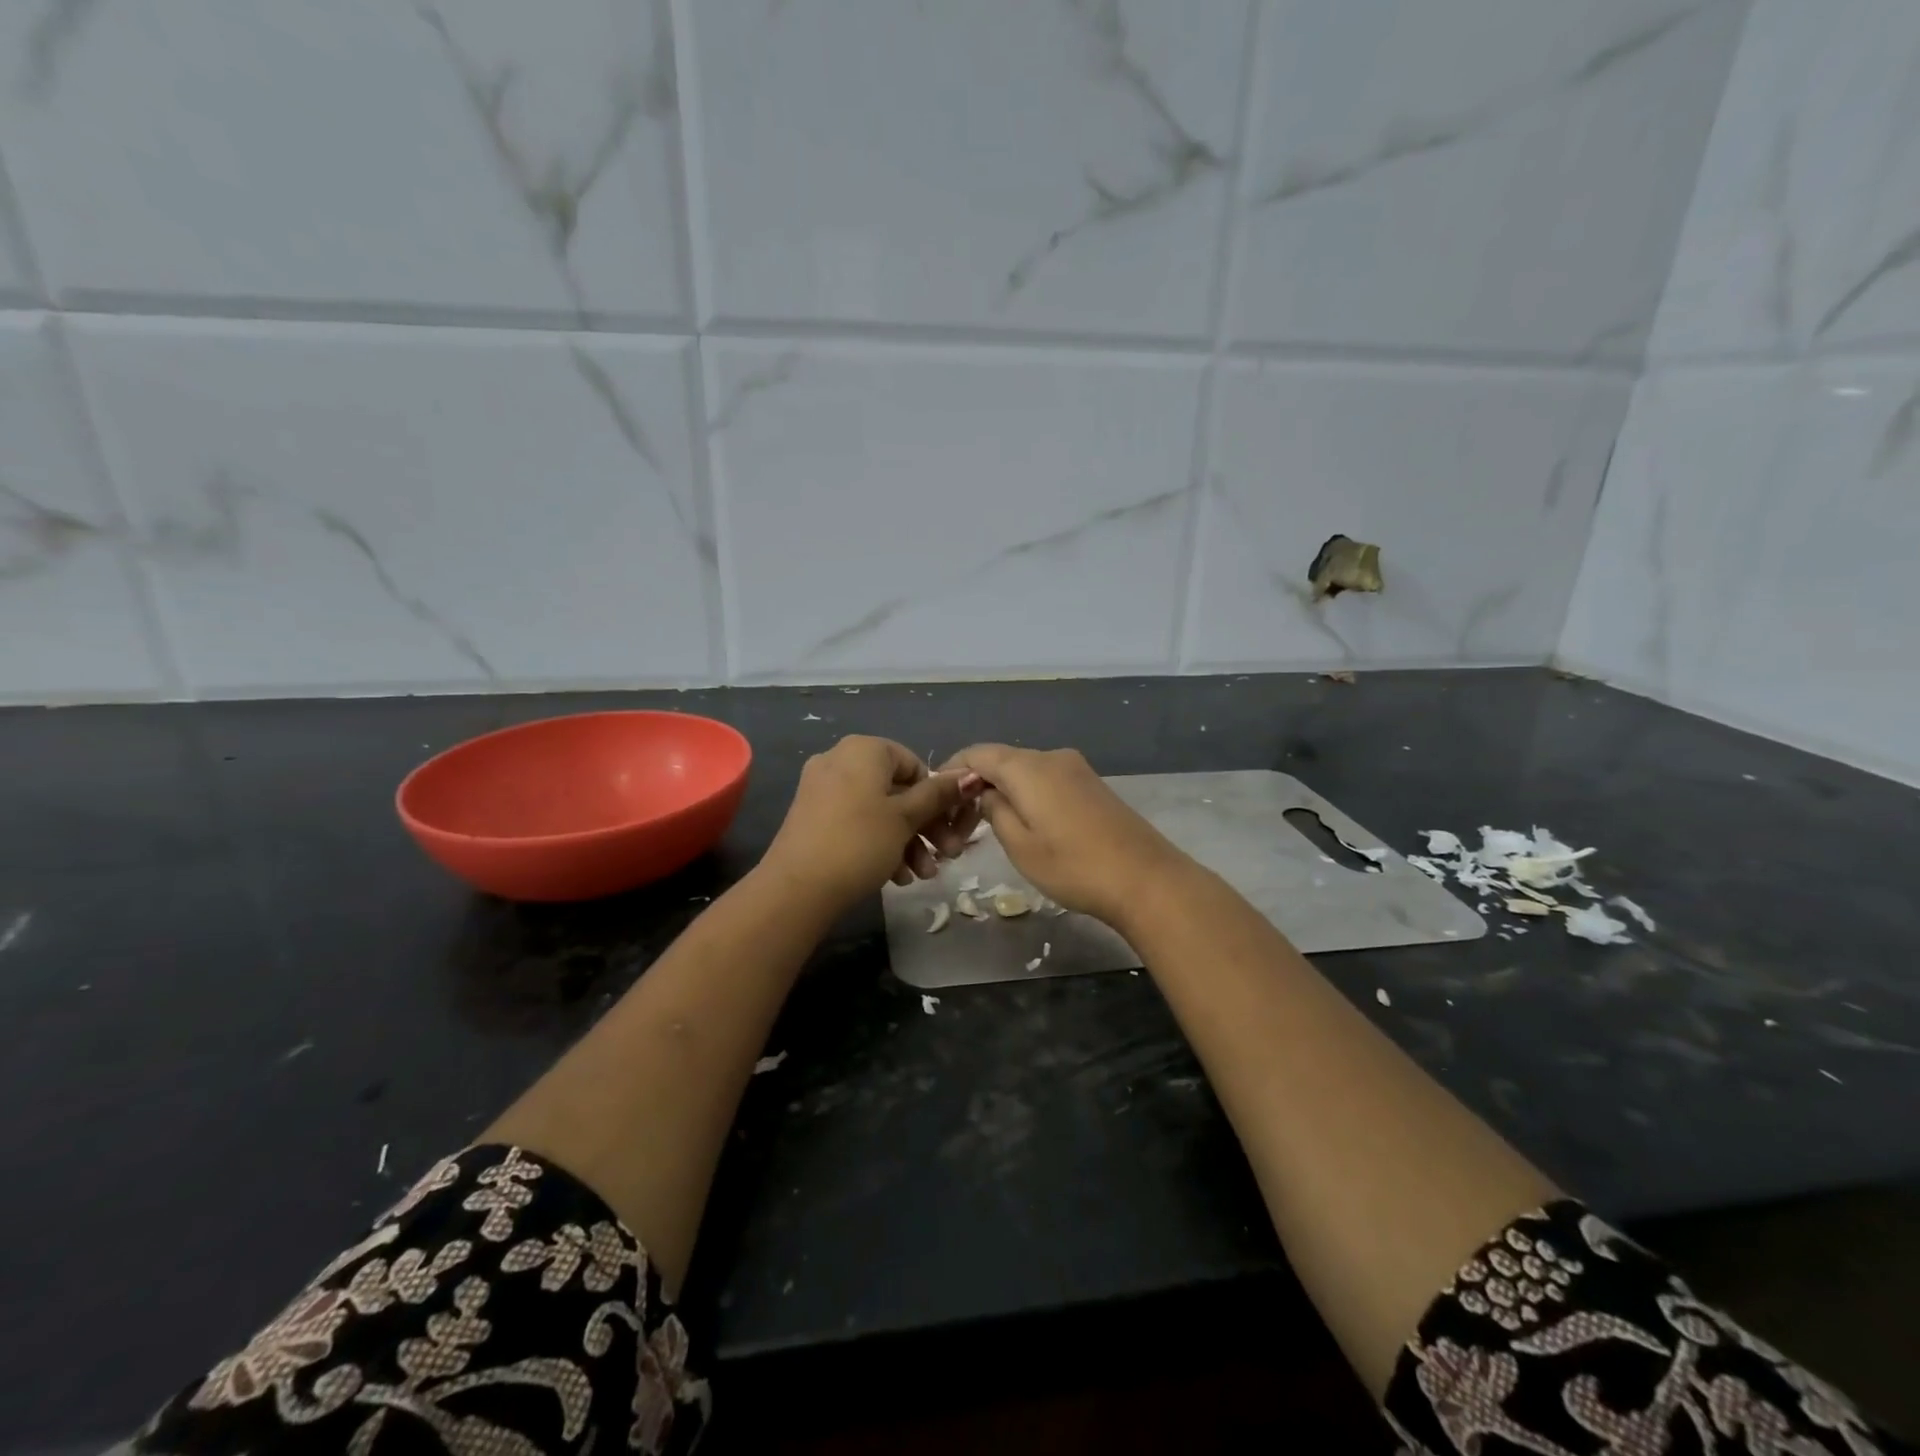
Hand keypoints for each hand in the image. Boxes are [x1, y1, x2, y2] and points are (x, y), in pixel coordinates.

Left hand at [762, 736, 977, 909]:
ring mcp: (822, 789)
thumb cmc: (860, 842)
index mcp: (864, 750)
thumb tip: (971, 774)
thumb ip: (938, 795)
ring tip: (922, 876)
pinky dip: (879, 844)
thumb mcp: (906, 818)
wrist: (797, 888)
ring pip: (879, 810)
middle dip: (926, 826)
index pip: (914, 764)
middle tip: (947, 856)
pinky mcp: (812, 817)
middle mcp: (840, 760)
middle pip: (898, 790)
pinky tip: (896, 878)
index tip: (951, 827)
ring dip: (907, 841)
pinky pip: (856, 822)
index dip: (937, 797)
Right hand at [942, 744, 1188, 928]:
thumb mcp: (1020, 845)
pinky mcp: (1093, 785)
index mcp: (1028, 767)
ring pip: (1025, 771)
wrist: (1146, 879)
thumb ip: (994, 811)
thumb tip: (984, 792)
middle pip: (1001, 760)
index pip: (977, 753)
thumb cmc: (1074, 866)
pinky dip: (1027, 795)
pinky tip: (1025, 823)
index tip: (936, 798)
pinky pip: (1047, 780)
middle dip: (976, 785)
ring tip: (988, 829)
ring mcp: (1076, 769)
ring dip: (1003, 792)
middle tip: (959, 826)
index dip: (952, 770)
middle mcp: (1051, 757)